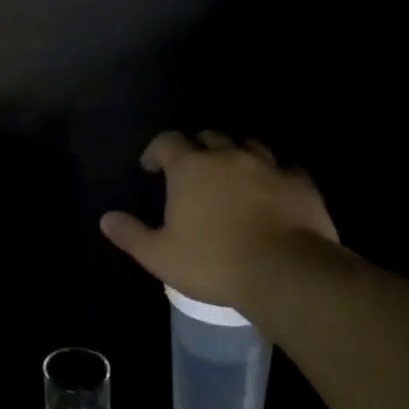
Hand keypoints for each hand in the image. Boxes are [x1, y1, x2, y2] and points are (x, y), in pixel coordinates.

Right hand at [99, 132, 337, 311]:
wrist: (286, 272)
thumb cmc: (213, 261)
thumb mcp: (159, 255)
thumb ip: (131, 234)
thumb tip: (106, 219)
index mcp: (190, 168)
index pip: (167, 141)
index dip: (156, 150)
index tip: (151, 167)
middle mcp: (228, 156)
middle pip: (208, 136)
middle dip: (196, 147)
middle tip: (191, 169)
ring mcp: (269, 166)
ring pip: (249, 144)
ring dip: (236, 153)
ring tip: (232, 172)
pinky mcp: (301, 183)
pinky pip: (285, 166)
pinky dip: (274, 172)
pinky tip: (272, 187)